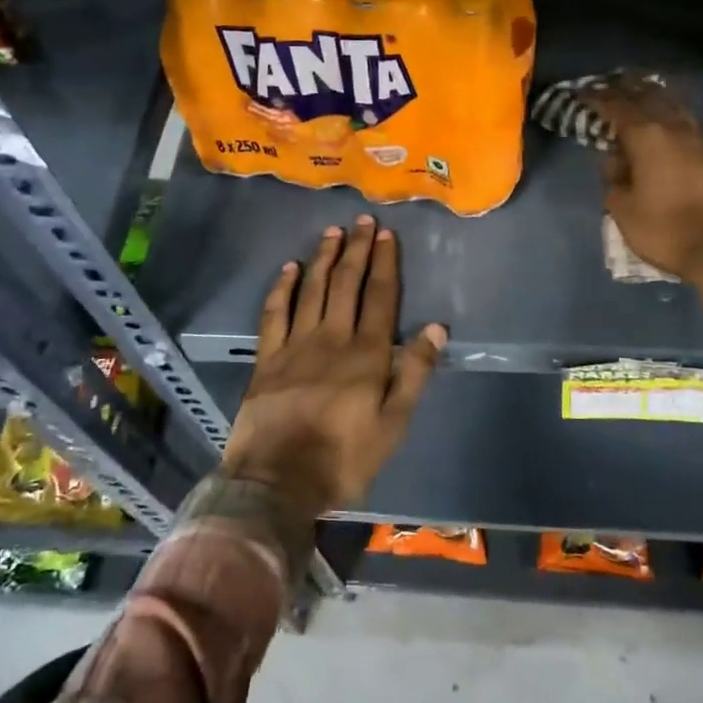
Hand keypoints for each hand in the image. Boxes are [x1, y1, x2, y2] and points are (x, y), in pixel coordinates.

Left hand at [222, 216, 444, 515]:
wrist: (278, 481)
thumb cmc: (344, 458)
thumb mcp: (394, 424)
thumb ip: (414, 373)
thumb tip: (436, 328)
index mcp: (366, 354)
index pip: (380, 297)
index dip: (385, 264)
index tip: (386, 235)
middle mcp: (332, 338)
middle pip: (346, 284)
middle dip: (356, 250)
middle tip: (362, 221)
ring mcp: (295, 345)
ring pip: (312, 291)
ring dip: (323, 258)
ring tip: (331, 232)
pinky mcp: (267, 358)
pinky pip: (274, 313)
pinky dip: (281, 288)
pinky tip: (288, 268)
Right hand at [585, 77, 702, 284]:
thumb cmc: (664, 230)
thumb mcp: (623, 208)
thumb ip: (614, 178)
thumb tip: (616, 160)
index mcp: (646, 136)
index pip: (616, 107)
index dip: (597, 99)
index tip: (582, 95)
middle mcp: (674, 128)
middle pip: (648, 97)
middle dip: (626, 90)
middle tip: (608, 88)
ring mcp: (700, 139)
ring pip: (672, 106)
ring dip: (652, 98)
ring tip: (636, 97)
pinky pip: (686, 123)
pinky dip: (669, 116)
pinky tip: (664, 123)